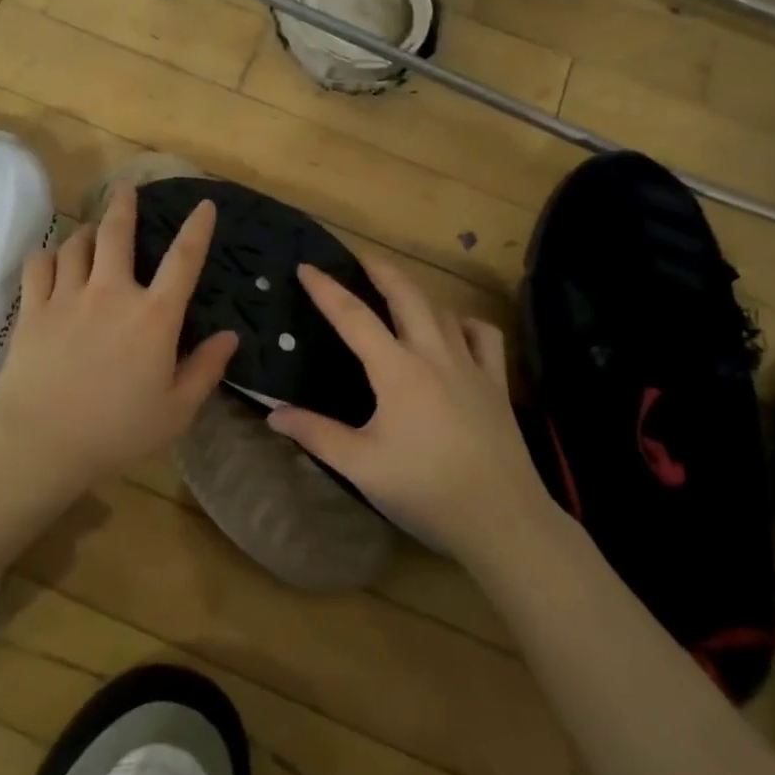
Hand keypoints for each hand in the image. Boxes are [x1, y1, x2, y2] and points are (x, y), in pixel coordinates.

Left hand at [0, 186, 238, 491]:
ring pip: (78, 245)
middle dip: (125, 205)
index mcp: (154, 317)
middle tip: (127, 189)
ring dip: (89, 233)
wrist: (41, 441)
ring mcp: (68, 297)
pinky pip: (40, 265)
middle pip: (118, 234)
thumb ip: (206, 369)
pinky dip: (49, 256)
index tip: (204, 205)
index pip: (183, 260)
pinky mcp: (34, 309)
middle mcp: (112, 293)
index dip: (197, 228)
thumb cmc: (117, 431)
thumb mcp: (176, 410)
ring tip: (93, 232)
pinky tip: (53, 260)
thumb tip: (230, 336)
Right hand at [266, 257, 554, 561]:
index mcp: (397, 370)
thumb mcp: (361, 465)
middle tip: (359, 256)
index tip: (307, 267)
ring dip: (417, 292)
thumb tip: (273, 413)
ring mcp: (471, 366)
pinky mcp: (496, 384)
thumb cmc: (425, 490)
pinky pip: (484, 336)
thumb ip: (316, 434)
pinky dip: (466, 323)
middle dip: (380, 268)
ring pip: (443, 310)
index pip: (354, 317)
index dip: (327, 289)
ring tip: (398, 289)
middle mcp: (434, 354)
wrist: (501, 519)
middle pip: (406, 295)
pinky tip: (455, 329)